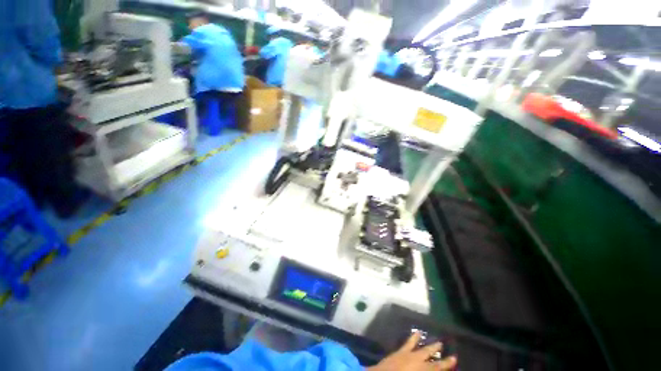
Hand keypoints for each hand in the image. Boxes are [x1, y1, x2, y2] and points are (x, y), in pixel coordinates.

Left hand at [367, 331, 456, 370]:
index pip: (437, 367)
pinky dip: (412, 338)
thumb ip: (426, 369)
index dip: (446, 363)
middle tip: (442, 343)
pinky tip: (415, 334)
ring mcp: (407, 354)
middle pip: (428, 353)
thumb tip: (433, 368)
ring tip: (429, 336)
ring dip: (424, 342)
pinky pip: (407, 343)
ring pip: (418, 346)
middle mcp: (416, 360)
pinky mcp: (398, 352)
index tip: (454, 358)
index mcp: (422, 368)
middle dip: (435, 349)